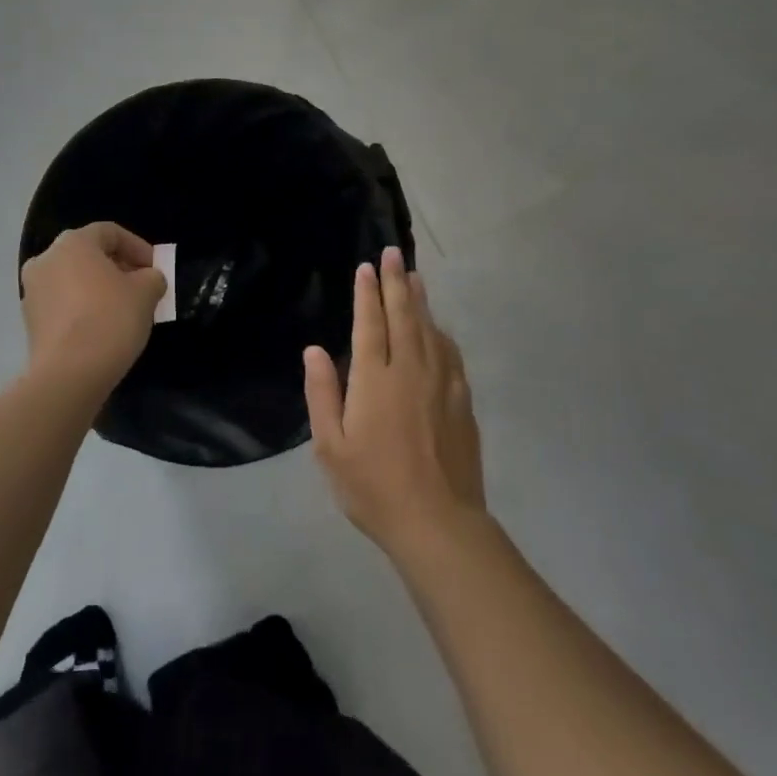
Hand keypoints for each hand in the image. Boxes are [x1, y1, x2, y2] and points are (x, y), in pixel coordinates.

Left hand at [21, 223, 166, 393]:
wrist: (69, 374)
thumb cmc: (110, 319)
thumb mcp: (146, 293)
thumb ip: (152, 277)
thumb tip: (148, 279)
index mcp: (73, 243)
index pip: (110, 232)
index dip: (137, 246)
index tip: (155, 267)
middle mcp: (46, 259)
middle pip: (88, 255)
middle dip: (117, 267)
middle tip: (141, 287)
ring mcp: (32, 290)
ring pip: (73, 280)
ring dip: (98, 288)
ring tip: (123, 309)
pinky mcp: (29, 320)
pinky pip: (62, 304)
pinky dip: (81, 308)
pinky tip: (101, 328)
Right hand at [304, 247, 484, 560]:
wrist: (438, 522)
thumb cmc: (374, 486)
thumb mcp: (331, 447)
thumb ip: (322, 394)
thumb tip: (315, 350)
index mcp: (375, 379)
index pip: (370, 324)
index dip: (367, 293)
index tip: (366, 267)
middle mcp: (410, 370)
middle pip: (403, 316)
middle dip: (395, 282)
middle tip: (393, 252)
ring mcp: (441, 383)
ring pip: (430, 329)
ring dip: (420, 300)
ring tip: (414, 276)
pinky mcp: (462, 401)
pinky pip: (450, 353)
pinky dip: (441, 332)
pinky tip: (438, 327)